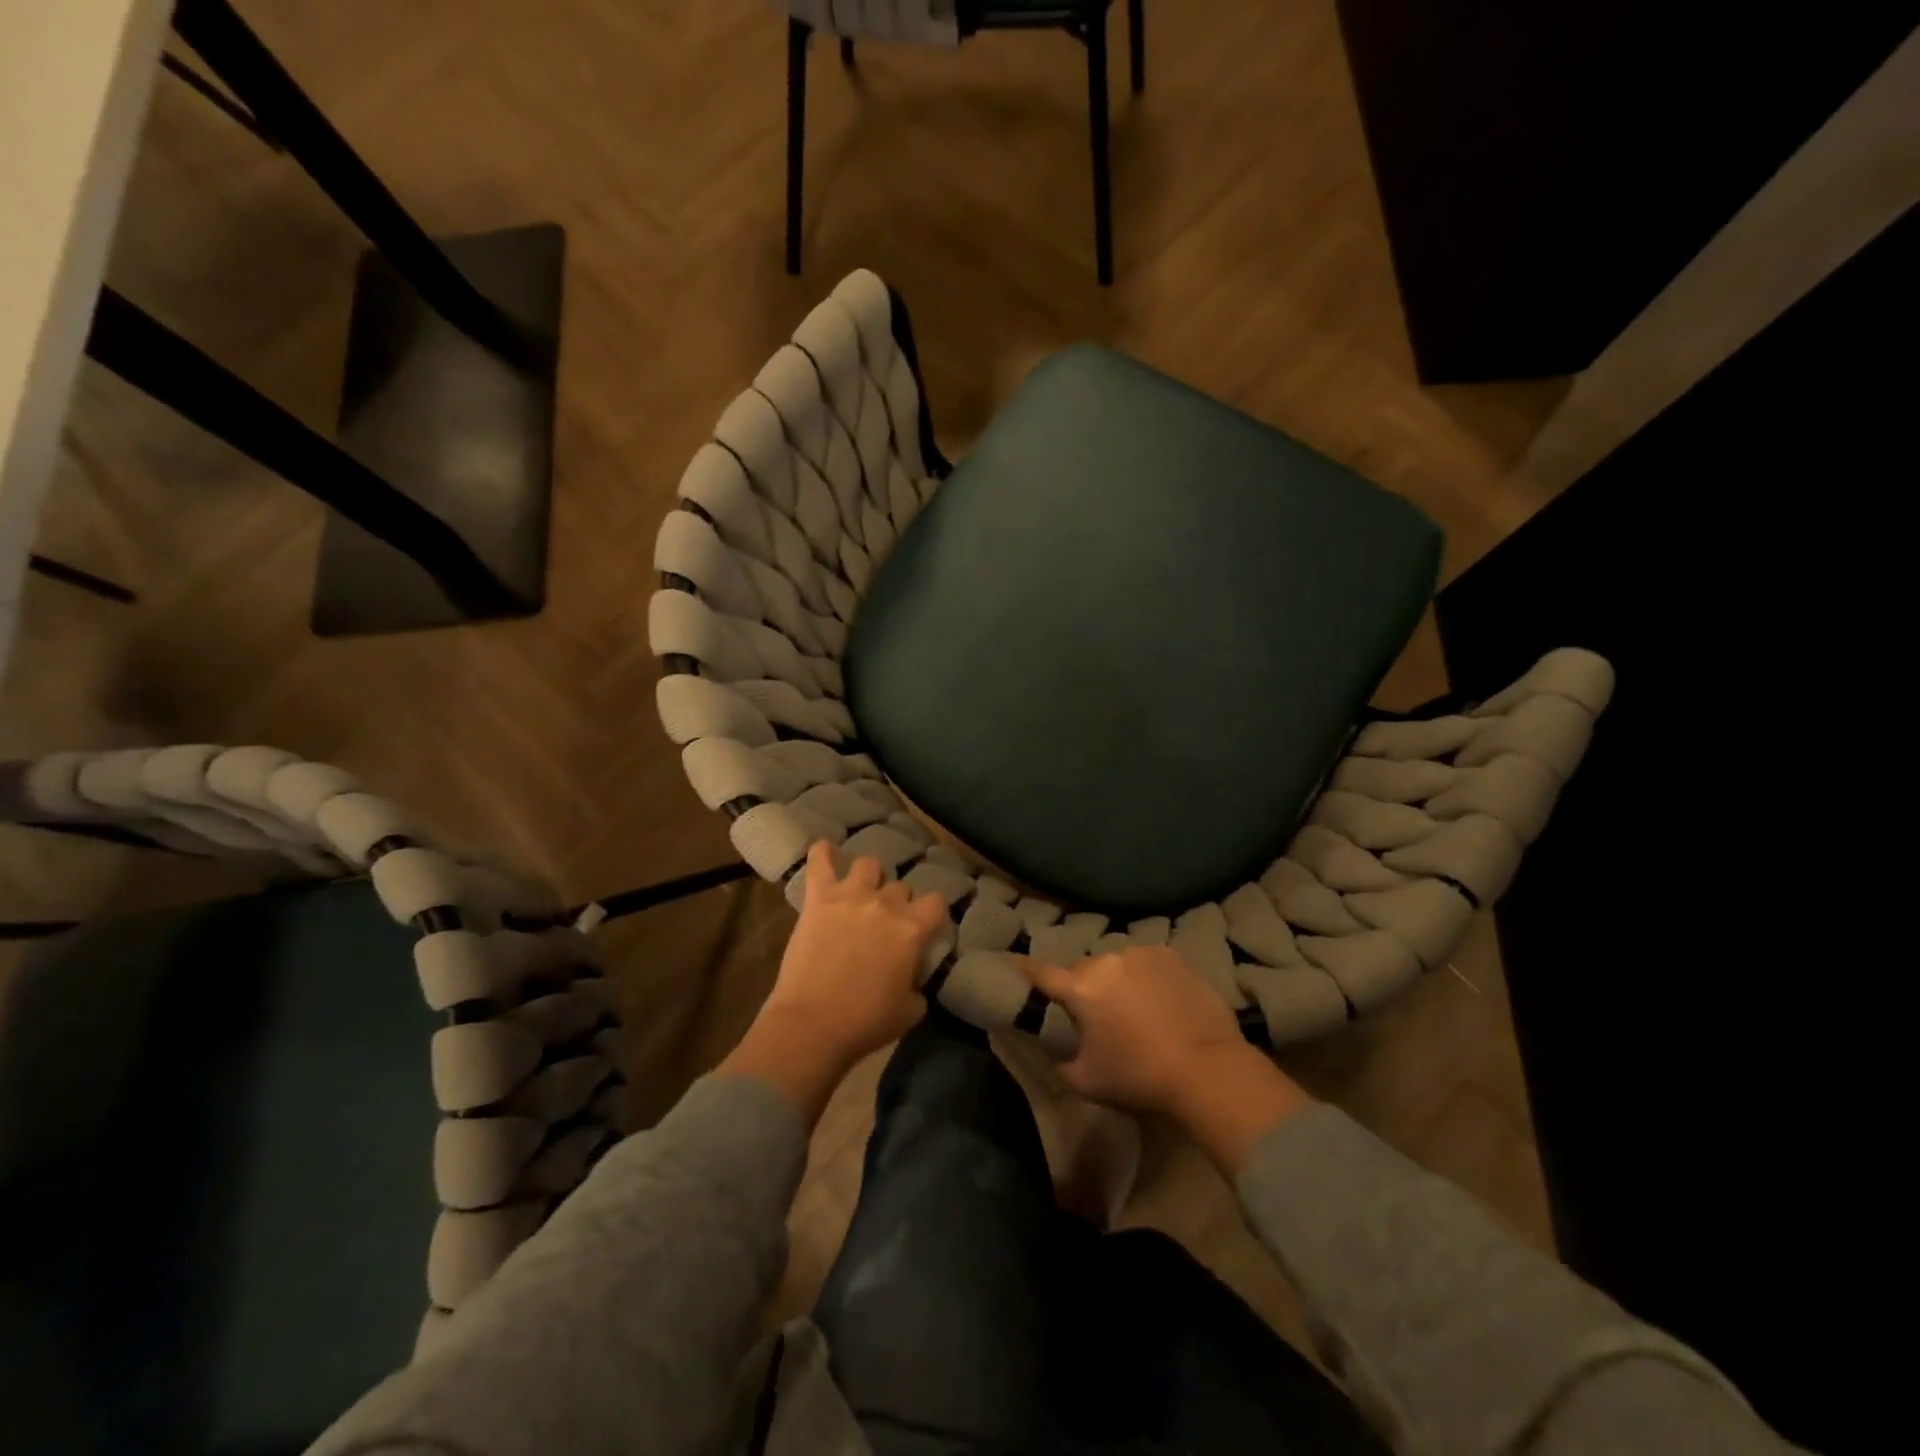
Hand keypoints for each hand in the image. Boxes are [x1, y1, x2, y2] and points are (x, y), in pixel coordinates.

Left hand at [763, 840, 947, 1063]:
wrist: (812, 1024)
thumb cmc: (865, 1022)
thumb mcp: (910, 1011)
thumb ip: (918, 985)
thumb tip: (912, 978)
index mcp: (912, 928)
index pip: (937, 902)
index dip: (933, 914)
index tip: (926, 927)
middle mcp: (886, 903)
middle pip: (901, 887)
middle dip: (898, 902)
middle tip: (886, 923)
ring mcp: (850, 895)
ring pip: (869, 864)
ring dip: (870, 877)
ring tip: (861, 891)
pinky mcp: (818, 898)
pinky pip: (820, 862)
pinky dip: (823, 853)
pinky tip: (824, 849)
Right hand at [1020, 947, 1311, 1172]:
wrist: (1208, 1070)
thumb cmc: (1140, 1078)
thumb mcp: (1086, 1082)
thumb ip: (1059, 1063)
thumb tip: (1052, 1051)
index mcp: (1081, 988)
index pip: (1040, 972)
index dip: (1022, 969)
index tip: (1008, 962)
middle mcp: (1107, 961)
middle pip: (1083, 971)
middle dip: (1082, 988)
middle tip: (1093, 1014)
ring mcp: (1142, 954)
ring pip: (1116, 964)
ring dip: (1115, 981)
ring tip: (1131, 1008)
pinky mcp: (1172, 957)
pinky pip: (1146, 963)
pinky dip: (1145, 977)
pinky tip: (1159, 1001)